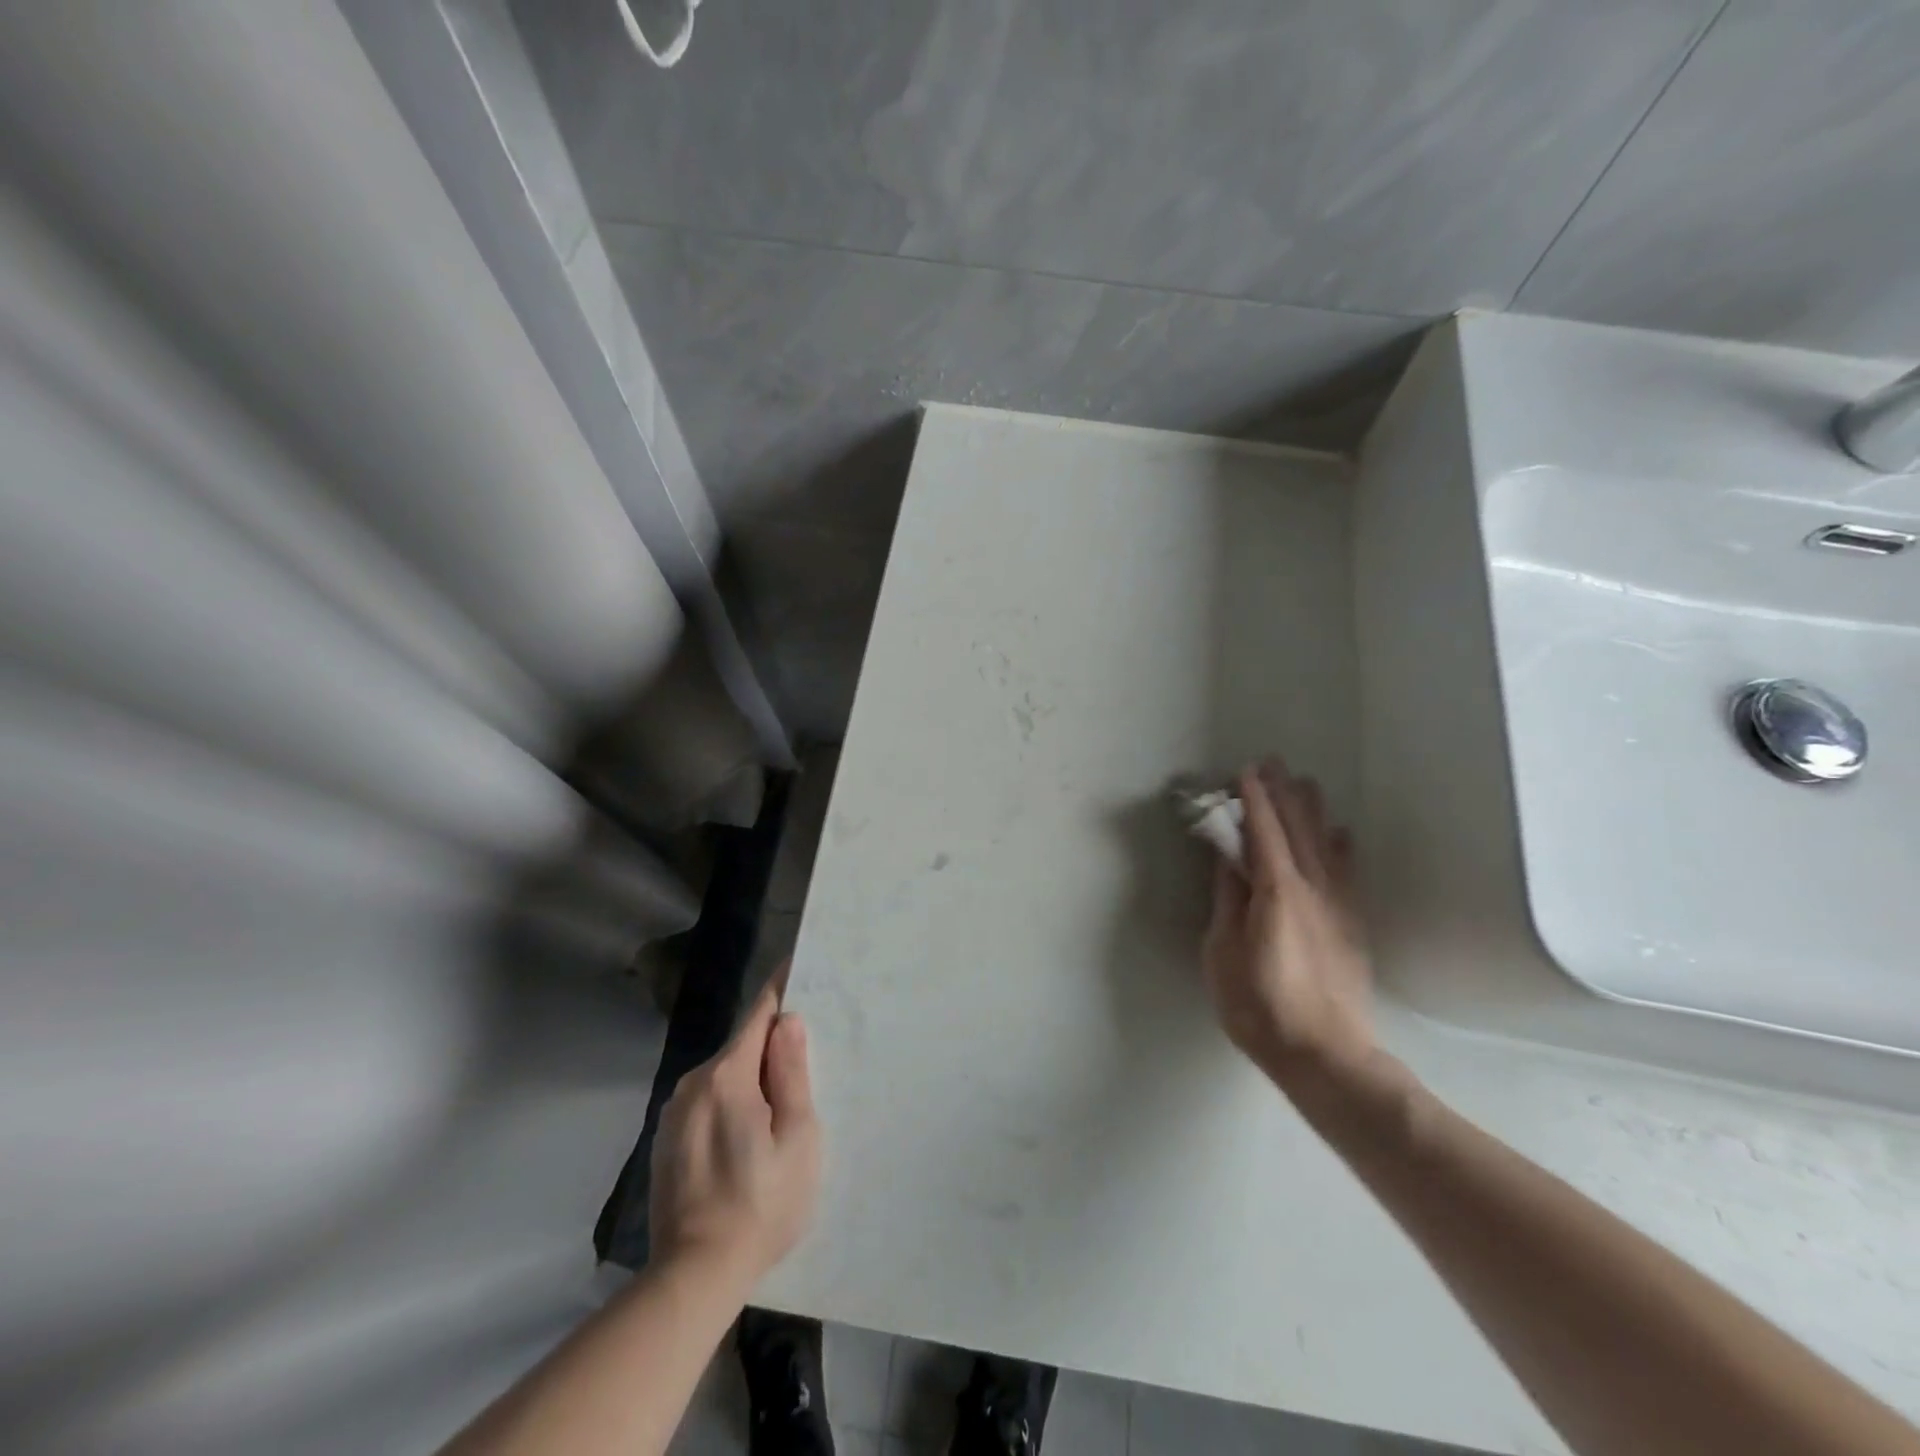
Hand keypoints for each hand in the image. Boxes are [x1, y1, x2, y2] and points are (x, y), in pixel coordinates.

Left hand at [649, 973, 820, 1288]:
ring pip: (724, 1076)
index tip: (795, 965)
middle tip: (805, 1057)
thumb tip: (787, 1023)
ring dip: (751, 1079)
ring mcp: (674, 1113)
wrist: (693, 1276)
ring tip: (779, 1105)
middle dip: (771, 1045)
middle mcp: (693, 1083)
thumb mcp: (797, 1137)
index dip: (780, 989)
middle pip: (741, 1046)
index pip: (758, 1014)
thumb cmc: (761, 1203)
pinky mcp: (666, 1141)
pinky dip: (731, 1103)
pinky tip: (746, 1137)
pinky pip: (708, 1102)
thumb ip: (791, 1073)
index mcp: (727, 1076)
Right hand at [1201, 760, 1376, 1091]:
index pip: (1263, 833)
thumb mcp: (1223, 952)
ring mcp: (1337, 907)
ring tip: (1306, 784)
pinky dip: (1341, 846)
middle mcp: (1312, 889)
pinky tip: (1341, 834)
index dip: (1255, 800)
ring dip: (1313, 811)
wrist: (1325, 1056)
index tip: (1245, 771)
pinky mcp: (1351, 926)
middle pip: (1298, 830)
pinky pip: (1347, 872)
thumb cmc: (1259, 1006)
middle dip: (1284, 794)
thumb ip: (1228, 900)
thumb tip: (1228, 859)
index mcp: (1277, 892)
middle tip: (1274, 763)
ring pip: (1325, 845)